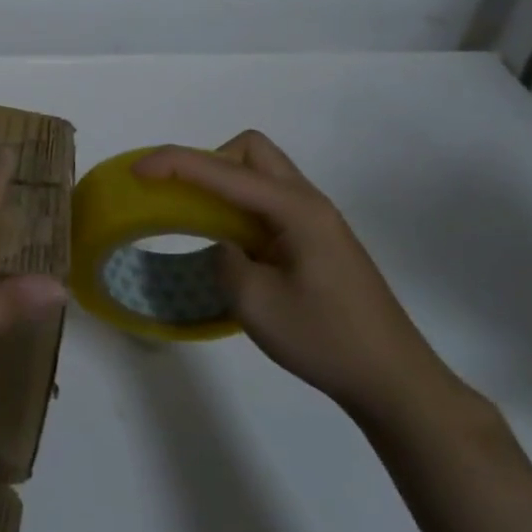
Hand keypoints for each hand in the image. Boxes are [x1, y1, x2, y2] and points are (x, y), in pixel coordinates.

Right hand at [133, 132, 470, 423]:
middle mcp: (307, 201)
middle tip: (183, 198)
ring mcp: (316, 219)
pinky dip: (240, 205)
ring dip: (224, 183)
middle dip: (208, 162)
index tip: (137, 170)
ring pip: (261, 172)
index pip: (223, 171)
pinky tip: (232, 241)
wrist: (394, 381)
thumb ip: (224, 259)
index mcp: (295, 209)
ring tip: (201, 219)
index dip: (175, 164)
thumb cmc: (326, 340)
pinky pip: (268, 200)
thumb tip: (224, 245)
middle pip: (249, 150)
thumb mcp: (255, 304)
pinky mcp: (317, 238)